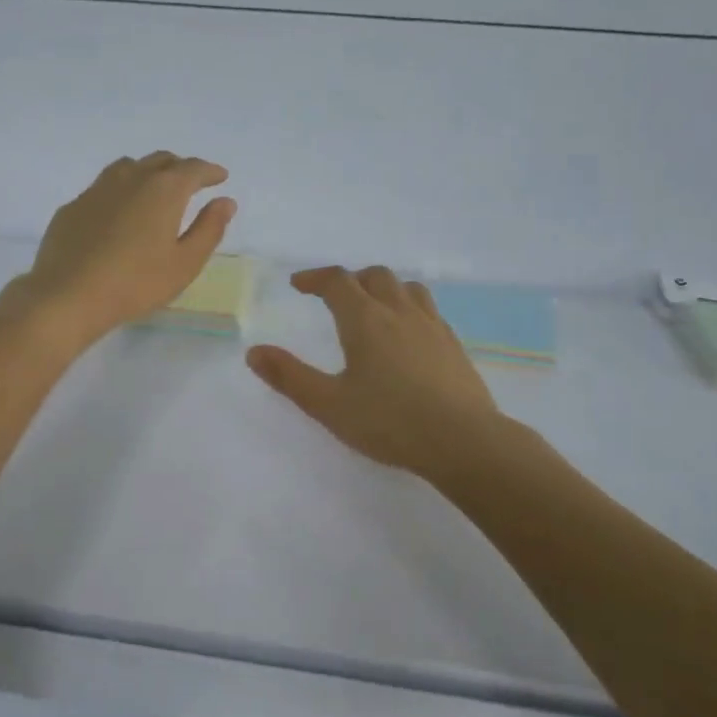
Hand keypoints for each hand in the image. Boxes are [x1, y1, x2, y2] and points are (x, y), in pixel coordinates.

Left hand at [11, 152, 235, 346]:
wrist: (68, 295)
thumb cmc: (136, 283)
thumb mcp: (185, 263)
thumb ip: (209, 229)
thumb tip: (225, 202)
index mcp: (164, 190)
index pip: (193, 169)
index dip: (210, 171)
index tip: (220, 177)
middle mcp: (131, 178)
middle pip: (161, 161)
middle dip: (181, 168)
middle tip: (192, 183)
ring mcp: (97, 189)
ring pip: (129, 167)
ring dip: (148, 172)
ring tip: (155, 190)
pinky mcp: (74, 206)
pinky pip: (104, 187)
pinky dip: (121, 191)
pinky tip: (119, 212)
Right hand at [247, 265, 502, 478]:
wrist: (462, 440)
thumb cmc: (389, 422)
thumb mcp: (329, 404)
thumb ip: (289, 377)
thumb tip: (254, 352)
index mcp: (365, 320)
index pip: (337, 281)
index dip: (315, 278)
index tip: (299, 284)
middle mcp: (399, 312)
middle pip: (374, 276)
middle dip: (350, 280)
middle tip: (334, 297)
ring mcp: (432, 325)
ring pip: (406, 288)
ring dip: (384, 288)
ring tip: (373, 307)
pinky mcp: (453, 344)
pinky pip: (428, 309)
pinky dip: (409, 308)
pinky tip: (408, 335)